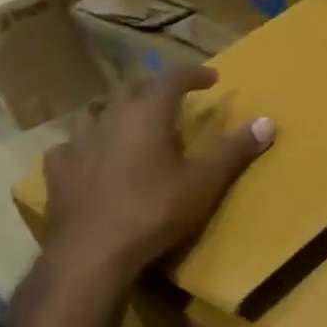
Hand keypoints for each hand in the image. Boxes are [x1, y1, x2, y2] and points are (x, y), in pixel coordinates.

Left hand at [39, 66, 272, 279]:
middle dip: (156, 86)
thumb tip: (267, 122)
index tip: (211, 78)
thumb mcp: (204, 183)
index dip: (193, 74)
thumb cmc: (154, 212)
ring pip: (98, 110)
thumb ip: (234, 150)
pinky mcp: (59, 169)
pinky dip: (89, 143)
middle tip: (173, 95)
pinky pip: (73, 145)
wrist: (93, 252)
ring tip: (130, 117)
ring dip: (118, 108)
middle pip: (133, 88)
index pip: (172, 78)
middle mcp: (110, 117)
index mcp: (146, 114)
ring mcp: (79, 141)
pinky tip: (92, 155)